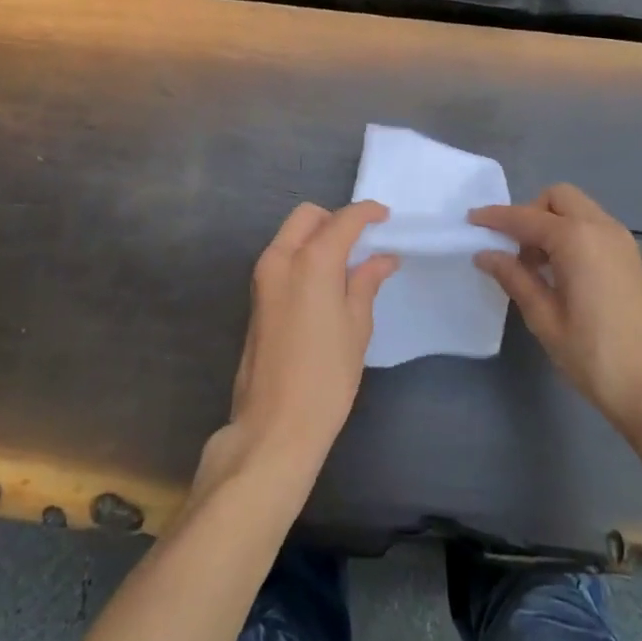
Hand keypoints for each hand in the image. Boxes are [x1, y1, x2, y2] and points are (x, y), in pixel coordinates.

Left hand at [192, 202, 399, 499]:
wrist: (274, 427)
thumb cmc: (326, 378)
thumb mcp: (356, 327)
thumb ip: (366, 282)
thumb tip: (383, 258)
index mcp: (311, 261)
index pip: (343, 220)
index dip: (366, 213)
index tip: (385, 216)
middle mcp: (281, 258)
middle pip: (308, 216)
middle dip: (335, 219)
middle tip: (362, 241)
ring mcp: (263, 277)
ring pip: (291, 234)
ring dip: (317, 236)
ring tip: (347, 263)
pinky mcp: (256, 296)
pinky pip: (282, 256)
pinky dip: (304, 255)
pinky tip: (325, 282)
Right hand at [471, 184, 641, 433]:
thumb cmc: (596, 357)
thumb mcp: (545, 319)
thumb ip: (514, 278)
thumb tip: (485, 253)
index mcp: (576, 239)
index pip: (525, 217)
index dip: (495, 218)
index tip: (470, 221)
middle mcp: (601, 227)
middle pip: (557, 198)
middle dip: (530, 212)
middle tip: (512, 248)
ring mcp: (621, 241)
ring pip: (577, 210)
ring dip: (551, 223)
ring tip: (535, 266)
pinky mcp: (631, 258)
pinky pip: (593, 227)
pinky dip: (571, 234)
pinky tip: (561, 272)